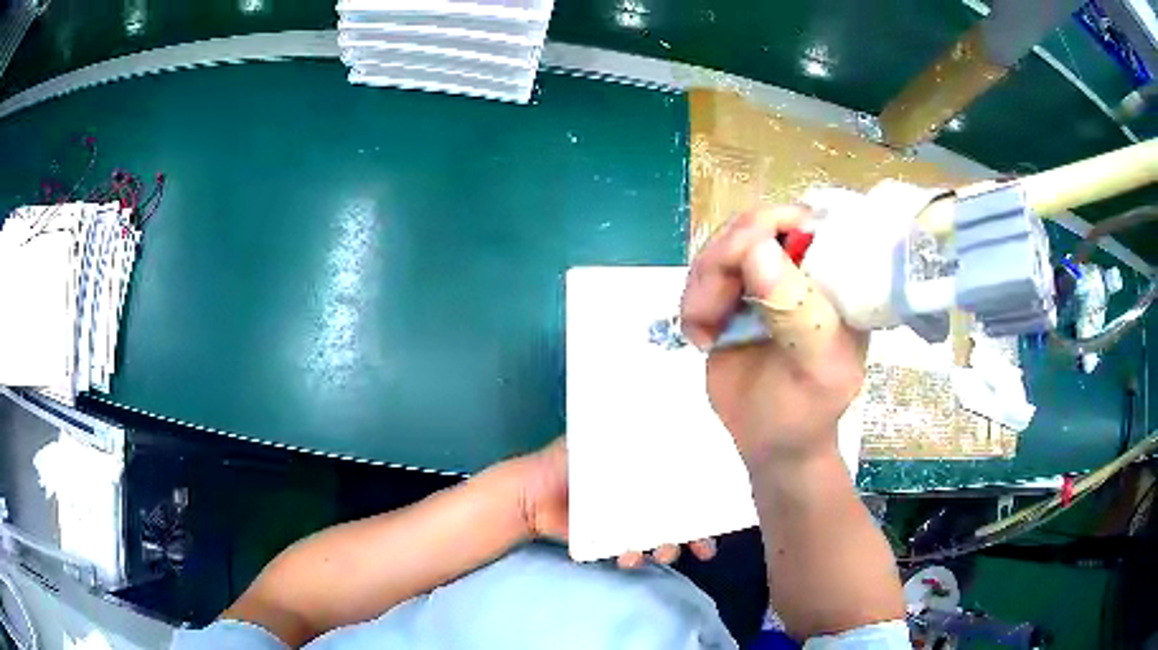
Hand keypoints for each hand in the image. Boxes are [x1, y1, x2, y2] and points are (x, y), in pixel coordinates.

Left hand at [513, 437, 716, 568]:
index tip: (721, 513)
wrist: (531, 494)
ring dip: (667, 548)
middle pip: (681, 517)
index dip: (706, 499)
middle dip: (696, 535)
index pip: (685, 485)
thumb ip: (635, 446)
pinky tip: (628, 557)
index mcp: (645, 471)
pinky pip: (634, 552)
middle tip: (702, 549)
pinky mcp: (613, 541)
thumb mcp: (602, 444)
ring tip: (660, 552)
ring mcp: (629, 522)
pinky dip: (636, 557)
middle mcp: (643, 498)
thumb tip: (673, 436)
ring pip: (662, 539)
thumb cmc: (568, 462)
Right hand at [680, 206, 867, 466]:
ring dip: (702, 288)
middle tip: (712, 314)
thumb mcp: (816, 370)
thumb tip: (757, 247)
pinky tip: (702, 336)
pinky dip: (692, 302)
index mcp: (838, 277)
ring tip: (706, 332)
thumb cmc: (806, 412)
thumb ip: (797, 315)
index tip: (737, 268)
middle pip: (751, 226)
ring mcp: (765, 276)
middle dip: (721, 265)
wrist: (772, 443)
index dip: (765, 228)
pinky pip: (700, 272)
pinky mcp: (733, 292)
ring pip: (719, 246)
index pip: (804, 221)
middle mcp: (802, 266)